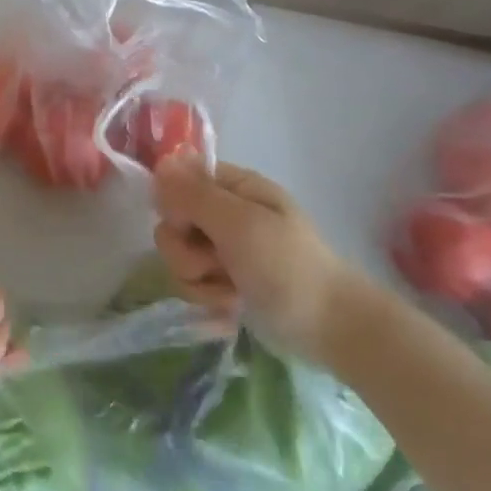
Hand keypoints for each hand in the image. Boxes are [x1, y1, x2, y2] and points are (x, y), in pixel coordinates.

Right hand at [151, 154, 367, 359]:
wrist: (330, 327)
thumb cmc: (288, 266)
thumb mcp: (240, 224)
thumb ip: (194, 195)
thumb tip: (160, 162)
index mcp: (233, 187)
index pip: (178, 179)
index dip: (174, 204)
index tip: (188, 224)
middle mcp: (224, 213)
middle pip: (171, 224)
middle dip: (187, 251)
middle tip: (218, 263)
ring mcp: (223, 250)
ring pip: (178, 257)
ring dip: (199, 280)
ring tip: (231, 291)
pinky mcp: (223, 281)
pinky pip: (191, 283)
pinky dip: (208, 297)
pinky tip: (232, 306)